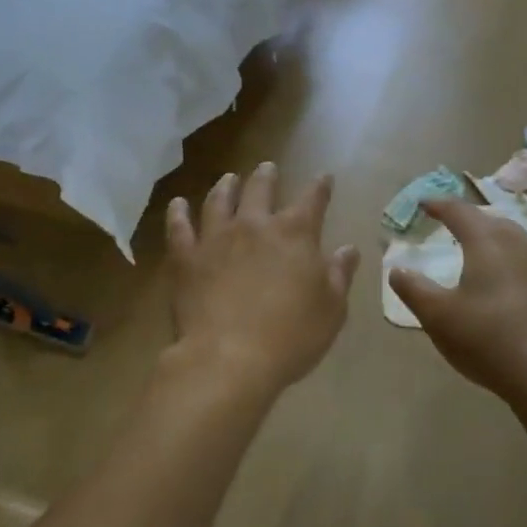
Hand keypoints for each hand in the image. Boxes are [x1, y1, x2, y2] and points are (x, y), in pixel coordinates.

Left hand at [165, 163, 359, 400]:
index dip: (320, 186)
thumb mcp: (331, 309)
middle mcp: (254, 225)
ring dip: (226, 186)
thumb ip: (339, 274)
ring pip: (219, 201)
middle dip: (267, 176)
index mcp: (294, 234)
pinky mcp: (186, 258)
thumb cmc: (291, 336)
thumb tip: (348, 249)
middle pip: (260, 189)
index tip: (324, 177)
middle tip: (267, 167)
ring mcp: (216, 238)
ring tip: (228, 179)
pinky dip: (178, 213)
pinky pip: (179, 227)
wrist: (229, 358)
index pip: (312, 200)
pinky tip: (178, 204)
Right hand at [388, 197, 526, 410]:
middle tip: (450, 223)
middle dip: (468, 218)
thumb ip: (414, 289)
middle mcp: (519, 245)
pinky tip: (504, 279)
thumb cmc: (488, 340)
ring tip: (476, 248)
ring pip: (513, 238)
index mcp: (487, 243)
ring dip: (491, 237)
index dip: (439, 204)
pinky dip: (508, 258)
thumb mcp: (438, 317)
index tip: (423, 203)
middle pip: (491, 219)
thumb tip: (397, 270)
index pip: (460, 211)